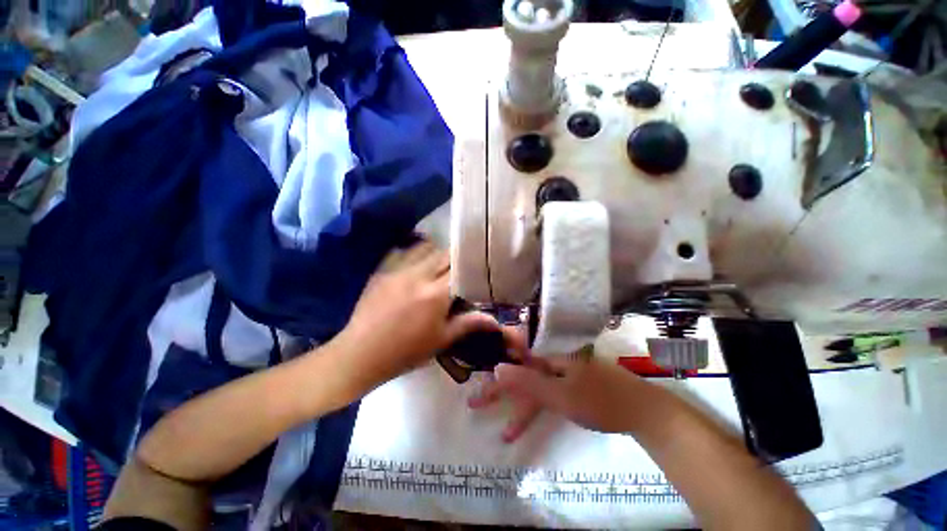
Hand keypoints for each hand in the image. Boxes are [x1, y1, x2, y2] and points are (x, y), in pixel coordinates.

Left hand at [332, 240, 500, 394]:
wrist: (361, 354)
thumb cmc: (407, 351)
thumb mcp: (442, 339)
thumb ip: (469, 324)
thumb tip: (496, 321)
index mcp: (436, 294)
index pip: (460, 267)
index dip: (470, 265)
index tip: (477, 266)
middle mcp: (419, 275)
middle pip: (444, 254)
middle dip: (455, 258)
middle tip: (459, 267)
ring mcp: (398, 270)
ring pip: (424, 247)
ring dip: (436, 253)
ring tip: (438, 264)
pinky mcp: (382, 270)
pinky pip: (402, 251)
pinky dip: (414, 252)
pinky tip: (416, 263)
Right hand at [469, 357, 651, 441]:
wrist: (644, 411)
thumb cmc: (600, 400)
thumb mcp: (560, 394)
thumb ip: (527, 382)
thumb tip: (496, 367)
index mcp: (548, 358)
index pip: (513, 365)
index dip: (494, 381)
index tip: (476, 394)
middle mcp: (552, 362)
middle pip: (520, 376)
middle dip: (500, 393)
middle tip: (476, 404)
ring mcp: (563, 375)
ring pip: (534, 390)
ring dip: (520, 410)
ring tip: (506, 433)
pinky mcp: (573, 387)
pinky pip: (548, 396)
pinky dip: (539, 411)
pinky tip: (533, 423)